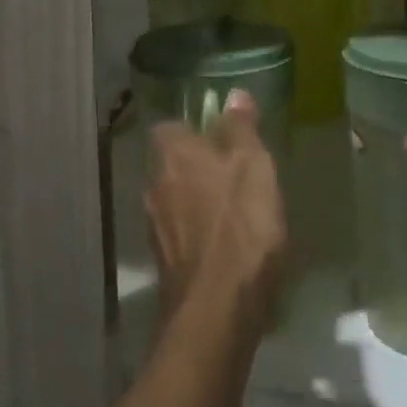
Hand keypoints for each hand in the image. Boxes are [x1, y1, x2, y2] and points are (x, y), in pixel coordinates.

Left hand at [146, 90, 288, 338]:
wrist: (217, 311)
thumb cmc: (239, 225)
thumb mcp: (252, 165)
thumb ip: (241, 128)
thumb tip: (234, 95)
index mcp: (171, 155)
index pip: (169, 127)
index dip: (192, 128)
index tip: (219, 135)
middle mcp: (154, 186)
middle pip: (172, 164)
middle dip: (197, 166)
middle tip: (234, 172)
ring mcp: (156, 228)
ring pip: (176, 200)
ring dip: (199, 201)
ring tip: (235, 210)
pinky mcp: (166, 265)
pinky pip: (183, 235)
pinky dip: (201, 234)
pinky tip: (227, 246)